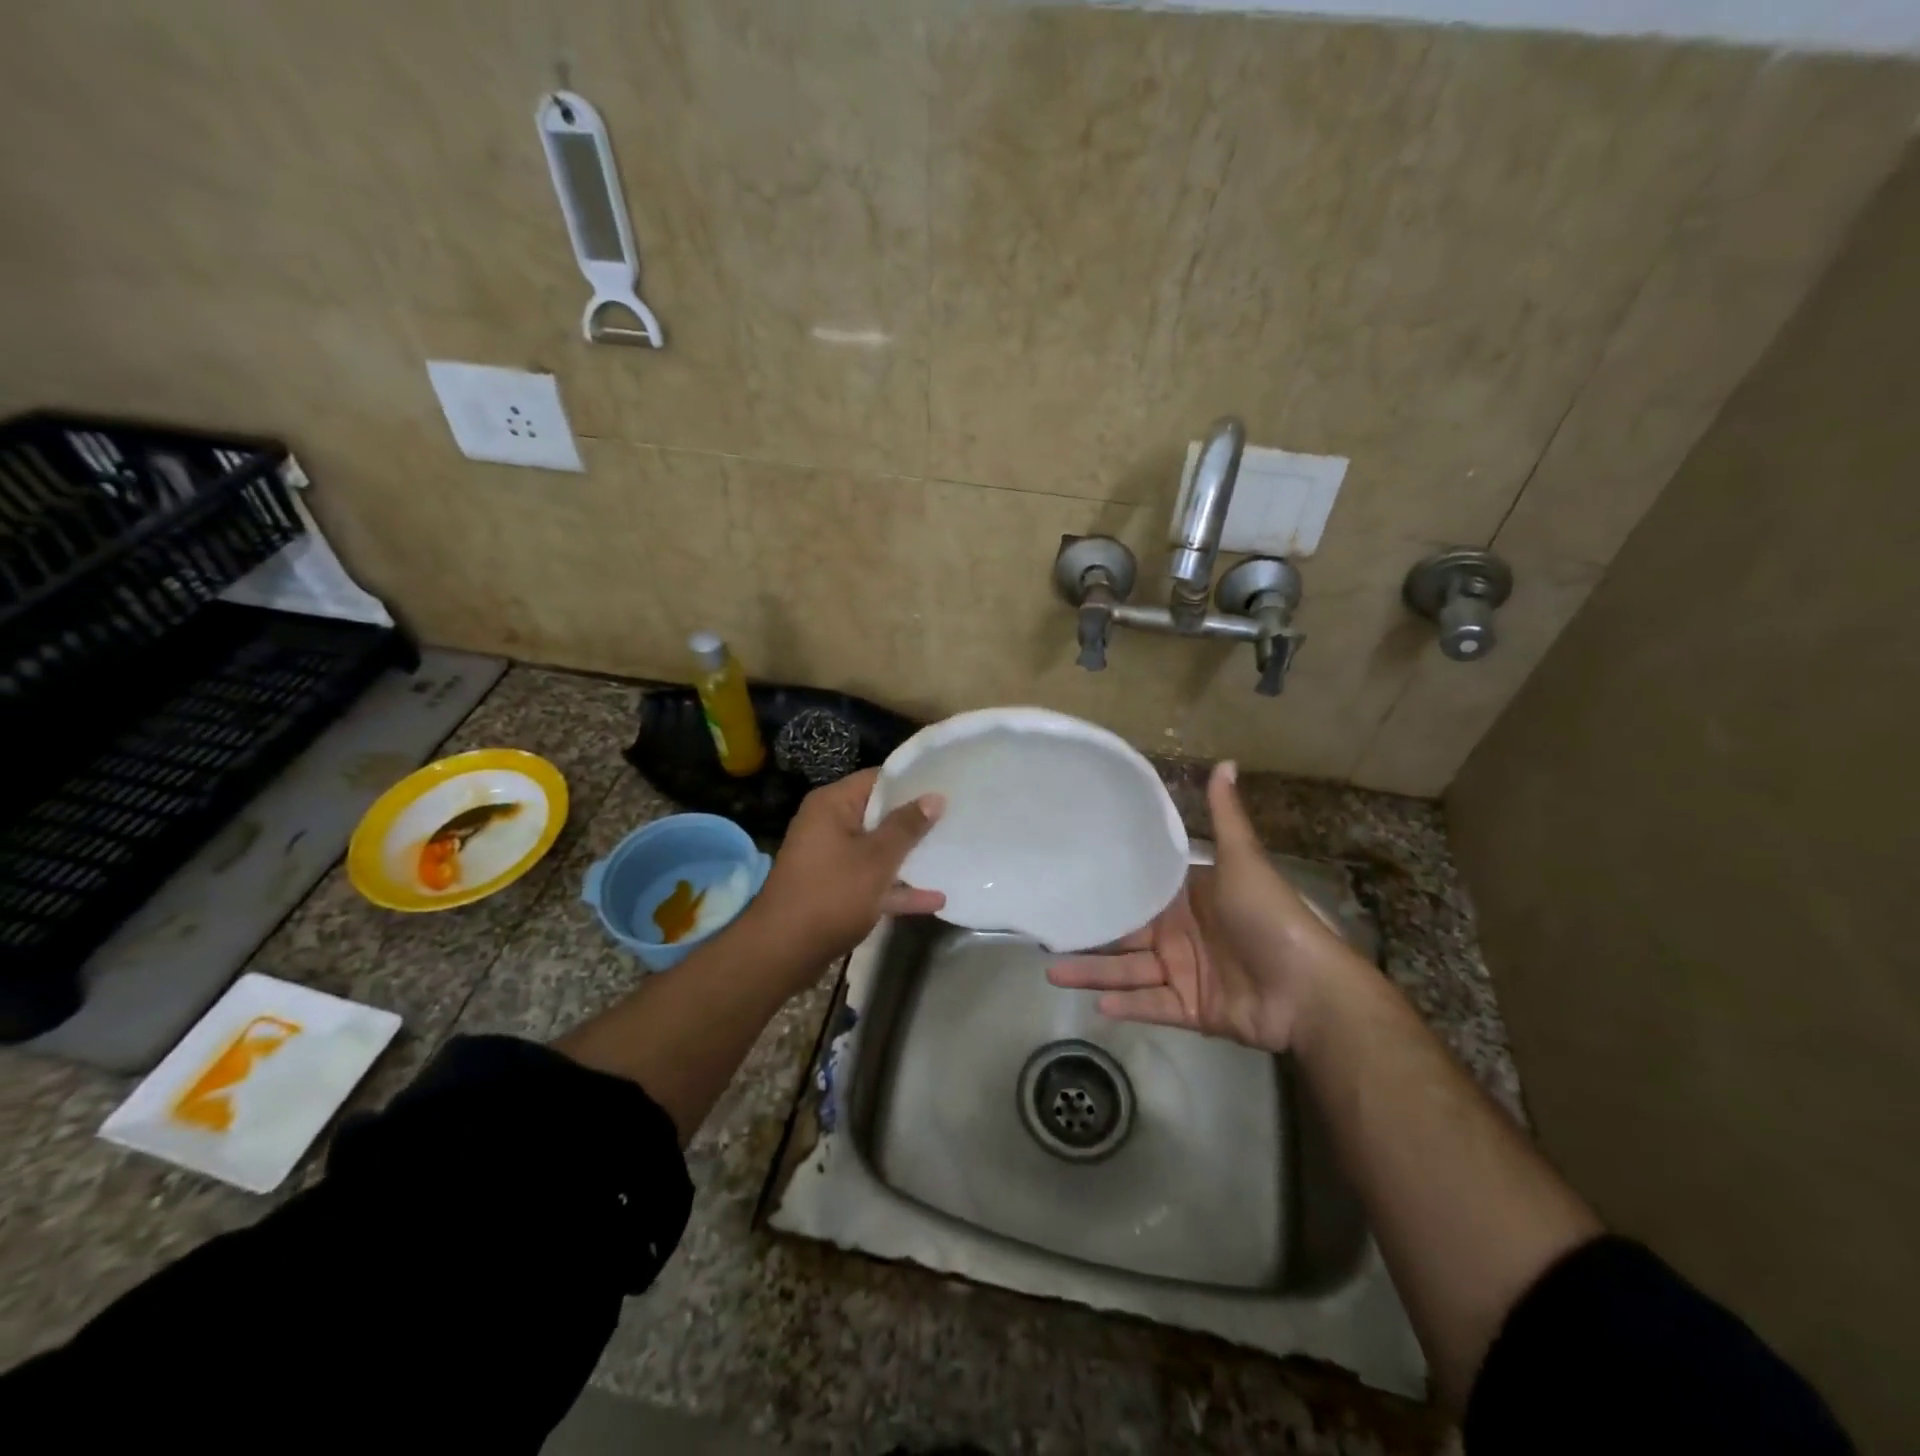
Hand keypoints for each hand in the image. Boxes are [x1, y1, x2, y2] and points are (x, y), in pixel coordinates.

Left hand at [743, 768, 945, 964]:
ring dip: (909, 857)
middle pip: (879, 814)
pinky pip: (871, 880)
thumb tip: (934, 797)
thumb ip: (907, 827)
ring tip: (951, 855)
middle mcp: (828, 825)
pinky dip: (897, 888)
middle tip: (956, 817)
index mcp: (832, 805)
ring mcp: (831, 859)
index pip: (877, 779)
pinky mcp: (834, 889)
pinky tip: (935, 899)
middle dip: (915, 820)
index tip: (946, 784)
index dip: (912, 781)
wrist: (782, 952)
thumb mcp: (876, 858)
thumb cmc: (832, 894)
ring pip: (877, 850)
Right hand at [1047, 761, 1355, 1052]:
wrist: (1308, 989)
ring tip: (1052, 973)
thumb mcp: (1244, 860)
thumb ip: (1225, 816)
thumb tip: (1225, 761)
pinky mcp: (1191, 1009)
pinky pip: (1152, 1006)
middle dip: (1089, 937)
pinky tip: (1095, 1006)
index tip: (1068, 882)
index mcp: (1189, 899)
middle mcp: (1181, 934)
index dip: (1108, 890)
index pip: (1139, 893)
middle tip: (1045, 936)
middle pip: (1125, 936)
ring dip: (1094, 974)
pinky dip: (1127, 1007)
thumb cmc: (1270, 917)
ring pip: (1129, 973)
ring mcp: (1185, 973)